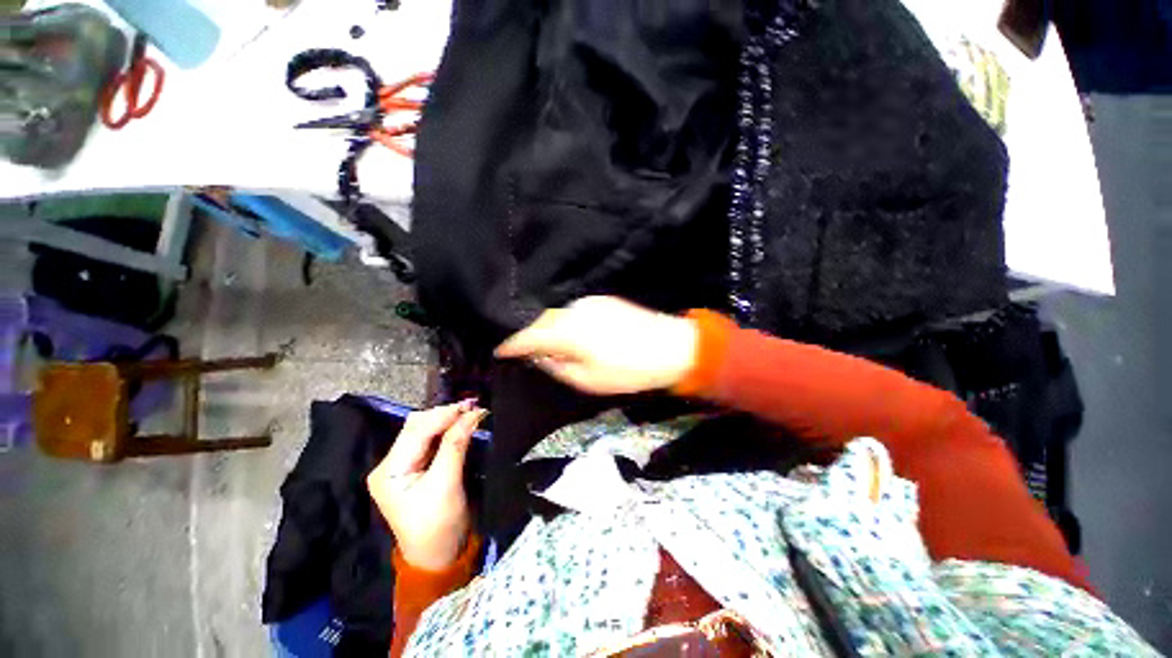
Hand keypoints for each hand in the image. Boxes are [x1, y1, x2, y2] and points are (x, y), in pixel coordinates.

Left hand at [367, 401, 487, 570]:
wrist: (439, 556)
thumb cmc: (439, 524)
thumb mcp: (447, 483)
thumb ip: (456, 445)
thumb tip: (473, 414)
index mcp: (389, 471)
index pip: (416, 432)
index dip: (444, 415)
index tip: (472, 405)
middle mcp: (391, 464)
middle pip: (416, 428)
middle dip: (445, 415)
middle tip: (473, 408)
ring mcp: (402, 466)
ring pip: (424, 431)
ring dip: (447, 420)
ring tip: (470, 412)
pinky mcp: (416, 468)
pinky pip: (431, 441)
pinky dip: (447, 431)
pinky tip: (461, 424)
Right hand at [494, 296, 697, 394]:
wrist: (670, 347)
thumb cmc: (628, 370)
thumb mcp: (587, 380)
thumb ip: (557, 366)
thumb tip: (538, 356)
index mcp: (567, 331)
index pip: (528, 336)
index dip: (511, 344)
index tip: (499, 351)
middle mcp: (573, 310)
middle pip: (541, 321)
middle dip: (529, 335)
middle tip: (522, 350)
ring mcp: (589, 302)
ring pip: (556, 314)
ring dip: (548, 327)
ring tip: (545, 343)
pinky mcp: (602, 300)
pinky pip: (572, 310)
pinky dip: (564, 321)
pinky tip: (568, 332)